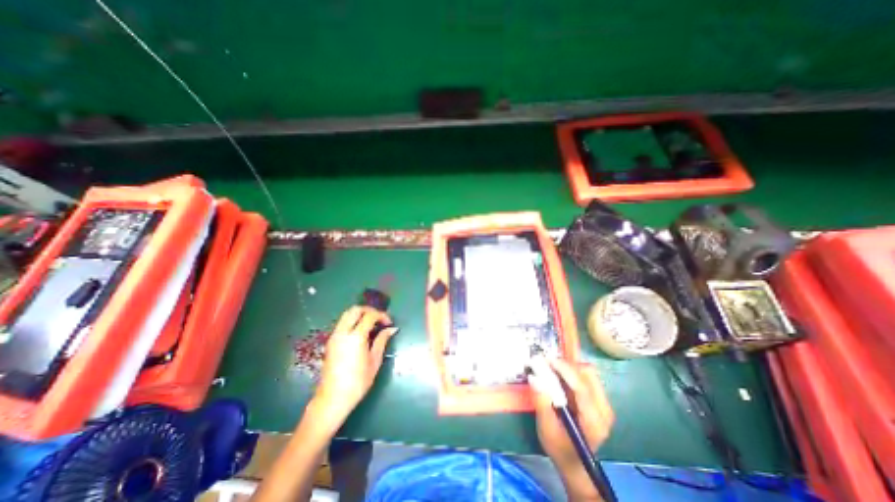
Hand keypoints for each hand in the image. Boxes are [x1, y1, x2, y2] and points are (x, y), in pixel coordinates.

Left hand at [313, 306, 398, 423]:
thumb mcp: (375, 361)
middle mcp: (343, 333)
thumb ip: (382, 340)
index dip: (382, 315)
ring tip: (371, 324)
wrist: (333, 399)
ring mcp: (334, 336)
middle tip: (379, 319)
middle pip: (355, 309)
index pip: (370, 315)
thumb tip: (392, 329)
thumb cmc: (358, 382)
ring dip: (360, 314)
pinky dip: (353, 321)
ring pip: (347, 314)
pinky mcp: (330, 341)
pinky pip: (342, 323)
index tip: (389, 323)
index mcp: (355, 337)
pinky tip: (361, 332)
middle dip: (369, 310)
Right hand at [529, 361, 616, 474]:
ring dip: (568, 367)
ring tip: (551, 369)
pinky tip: (559, 376)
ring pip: (588, 373)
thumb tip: (534, 378)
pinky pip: (586, 377)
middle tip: (547, 364)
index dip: (564, 370)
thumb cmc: (559, 448)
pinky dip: (571, 372)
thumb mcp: (546, 429)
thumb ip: (542, 403)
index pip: (582, 388)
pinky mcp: (599, 400)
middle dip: (566, 366)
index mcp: (593, 421)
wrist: (574, 462)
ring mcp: (603, 404)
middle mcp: (604, 410)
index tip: (547, 360)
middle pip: (588, 375)